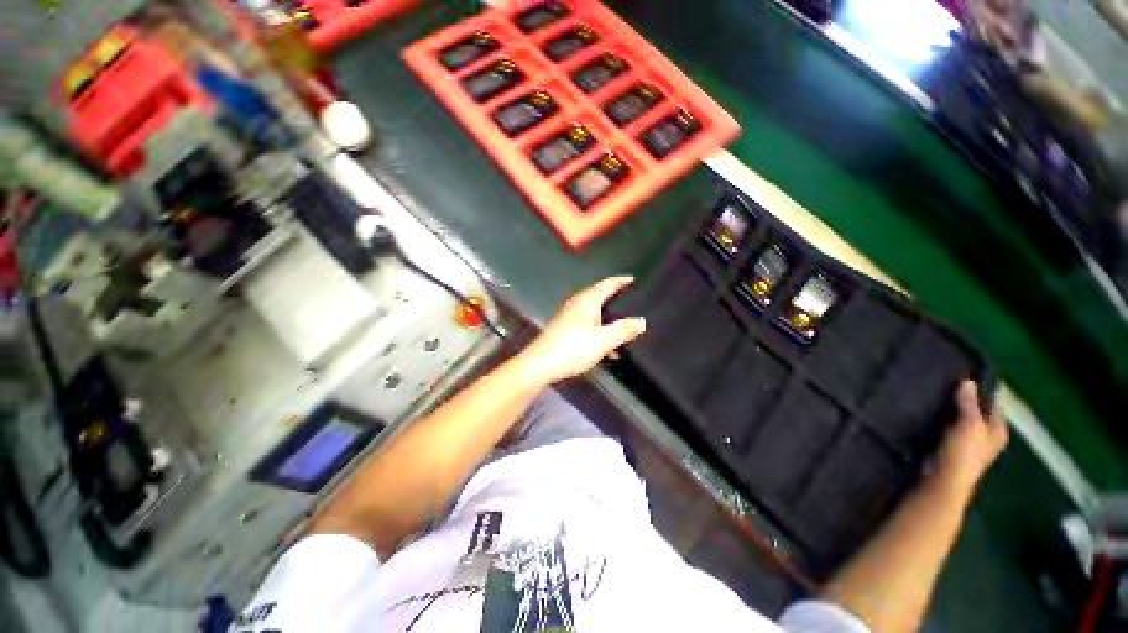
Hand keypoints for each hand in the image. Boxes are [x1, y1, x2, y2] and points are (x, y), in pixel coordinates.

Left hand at [520, 276, 646, 383]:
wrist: (540, 365)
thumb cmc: (572, 349)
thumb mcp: (603, 341)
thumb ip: (623, 330)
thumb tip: (641, 321)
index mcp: (587, 302)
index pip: (606, 285)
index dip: (620, 281)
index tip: (632, 279)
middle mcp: (576, 305)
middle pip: (598, 296)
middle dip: (613, 298)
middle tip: (629, 300)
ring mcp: (568, 317)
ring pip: (593, 313)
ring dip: (607, 320)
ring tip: (622, 328)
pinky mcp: (563, 330)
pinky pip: (587, 326)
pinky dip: (598, 332)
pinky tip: (606, 350)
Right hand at [936, 380, 1008, 491]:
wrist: (945, 478)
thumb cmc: (964, 452)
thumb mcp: (969, 424)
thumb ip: (968, 403)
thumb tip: (968, 382)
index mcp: (998, 430)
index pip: (995, 404)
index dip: (985, 390)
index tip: (971, 374)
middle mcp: (988, 436)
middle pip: (979, 412)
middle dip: (968, 399)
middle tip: (952, 381)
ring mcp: (970, 442)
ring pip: (964, 419)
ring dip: (954, 408)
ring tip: (940, 393)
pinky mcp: (953, 446)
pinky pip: (950, 426)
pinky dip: (944, 418)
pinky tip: (933, 412)